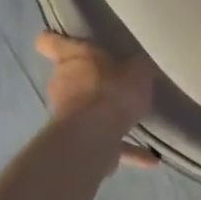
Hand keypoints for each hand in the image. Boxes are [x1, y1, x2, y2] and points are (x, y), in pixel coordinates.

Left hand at [34, 32, 158, 167]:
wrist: (96, 135)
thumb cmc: (112, 90)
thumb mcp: (137, 70)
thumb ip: (140, 66)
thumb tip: (144, 63)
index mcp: (72, 58)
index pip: (49, 42)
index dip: (56, 40)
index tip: (67, 41)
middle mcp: (62, 83)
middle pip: (69, 76)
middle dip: (90, 79)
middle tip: (116, 80)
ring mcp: (67, 114)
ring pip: (84, 109)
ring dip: (103, 114)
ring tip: (132, 117)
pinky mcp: (79, 141)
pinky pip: (105, 142)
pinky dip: (125, 148)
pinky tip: (151, 158)